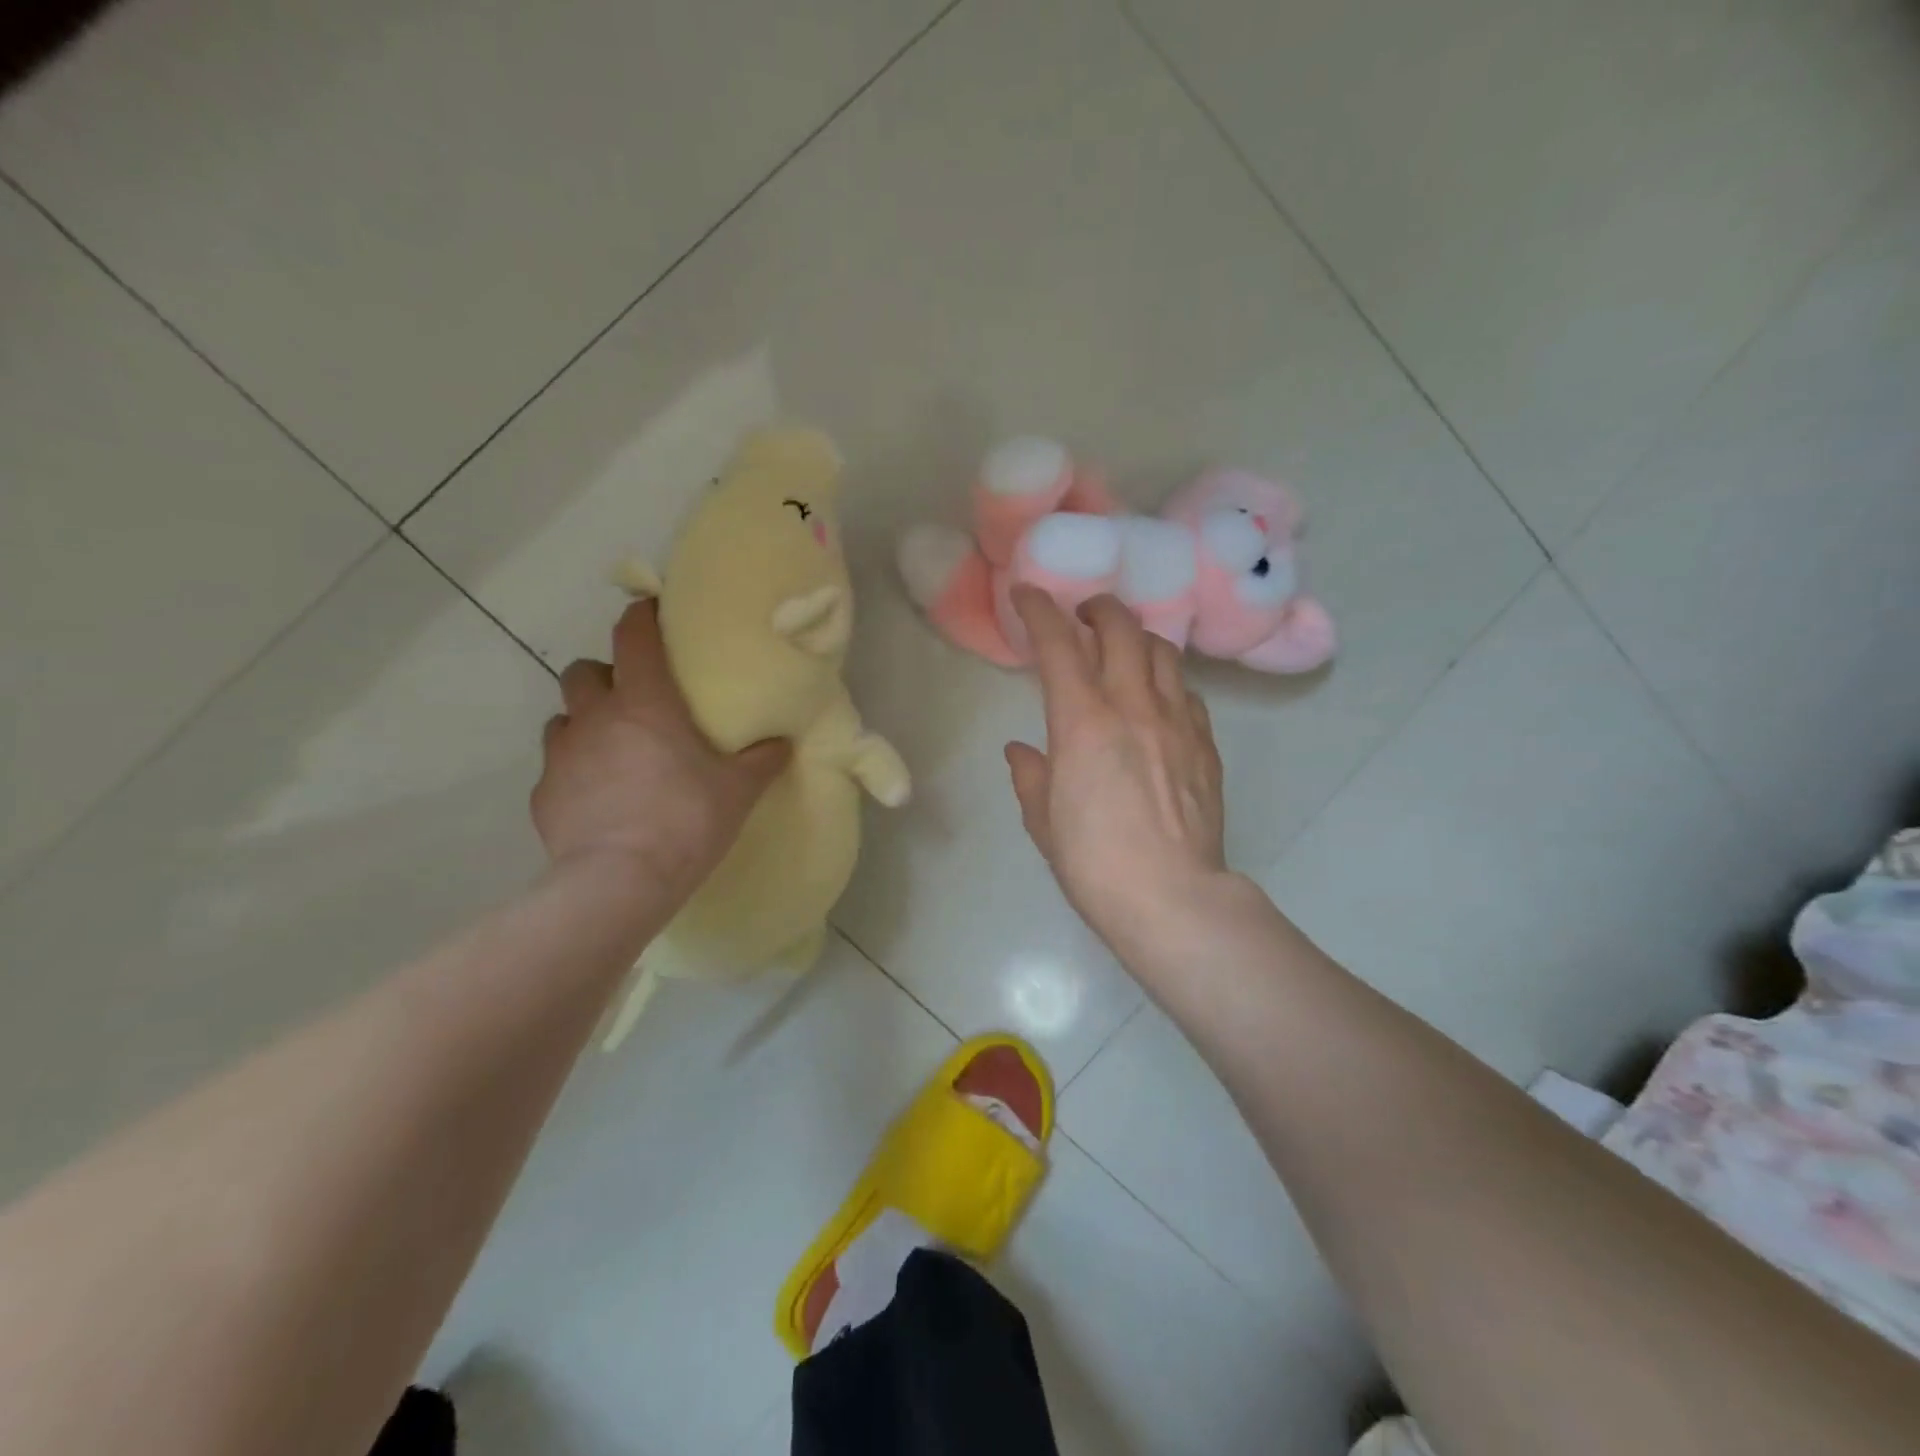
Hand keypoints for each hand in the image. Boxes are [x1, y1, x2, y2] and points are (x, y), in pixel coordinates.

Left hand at [532, 598, 788, 902]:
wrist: (620, 881)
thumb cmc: (686, 819)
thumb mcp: (738, 790)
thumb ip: (762, 760)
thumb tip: (783, 743)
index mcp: (645, 702)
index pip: (633, 637)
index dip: (640, 617)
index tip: (650, 611)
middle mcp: (596, 716)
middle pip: (584, 671)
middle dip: (605, 675)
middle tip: (633, 699)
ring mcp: (562, 754)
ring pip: (564, 718)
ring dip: (585, 722)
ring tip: (611, 748)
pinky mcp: (543, 794)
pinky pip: (556, 766)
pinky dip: (575, 769)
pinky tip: (597, 795)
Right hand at [1005, 588, 1229, 962]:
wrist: (1172, 899)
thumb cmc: (1093, 863)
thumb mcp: (1043, 822)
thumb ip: (1032, 776)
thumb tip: (1022, 751)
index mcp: (1082, 722)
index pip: (1059, 644)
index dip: (1040, 610)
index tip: (1028, 593)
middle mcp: (1133, 706)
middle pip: (1122, 629)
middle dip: (1098, 608)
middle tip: (1083, 613)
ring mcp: (1177, 722)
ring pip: (1163, 652)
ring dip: (1138, 637)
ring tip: (1124, 648)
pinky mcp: (1206, 745)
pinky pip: (1187, 692)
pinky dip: (1167, 680)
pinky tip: (1159, 698)